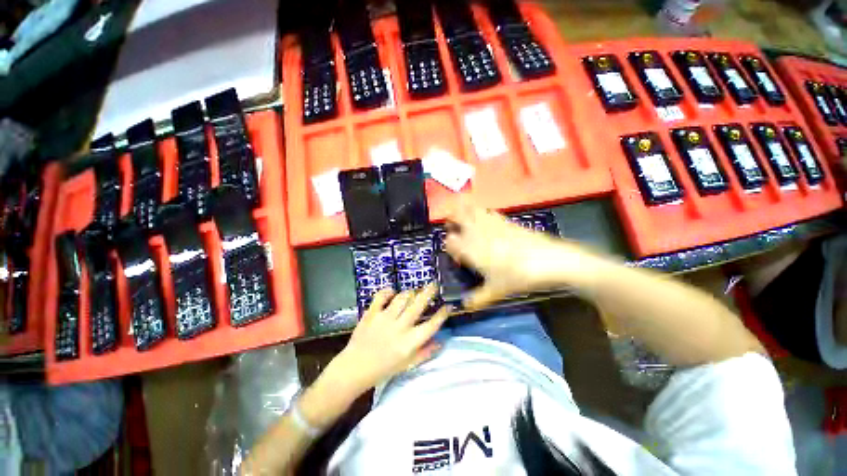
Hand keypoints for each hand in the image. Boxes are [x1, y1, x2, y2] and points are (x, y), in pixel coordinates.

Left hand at [331, 284, 448, 392]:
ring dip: (410, 293)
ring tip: (413, 292)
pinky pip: (381, 296)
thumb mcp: (407, 365)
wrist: (354, 369)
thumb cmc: (383, 369)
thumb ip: (425, 353)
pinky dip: (387, 291)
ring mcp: (385, 318)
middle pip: (418, 305)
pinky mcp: (372, 313)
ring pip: (402, 298)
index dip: (442, 314)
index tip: (448, 306)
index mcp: (410, 342)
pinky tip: (392, 291)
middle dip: (428, 292)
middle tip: (434, 284)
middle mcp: (400, 327)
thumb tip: (440, 342)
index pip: (431, 325)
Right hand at [444, 202, 606, 308]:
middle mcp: (476, 232)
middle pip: (456, 215)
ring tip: (467, 221)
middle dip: (451, 220)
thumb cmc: (517, 276)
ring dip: (464, 211)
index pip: (449, 241)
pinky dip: (482, 213)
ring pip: (471, 208)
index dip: (449, 247)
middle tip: (454, 228)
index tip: (457, 256)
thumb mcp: (496, 291)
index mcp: (470, 249)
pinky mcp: (504, 219)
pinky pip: (487, 211)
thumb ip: (477, 299)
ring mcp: (491, 223)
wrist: (548, 260)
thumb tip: (464, 306)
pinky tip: (487, 221)